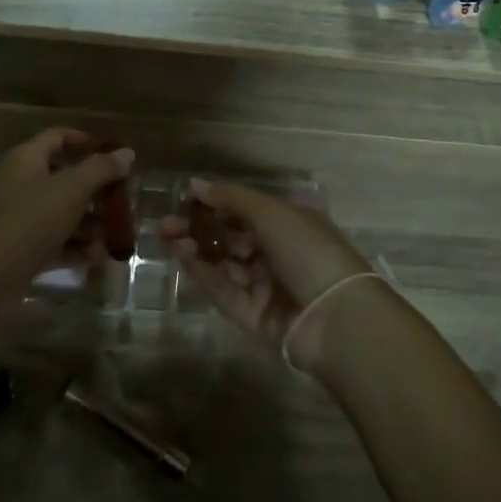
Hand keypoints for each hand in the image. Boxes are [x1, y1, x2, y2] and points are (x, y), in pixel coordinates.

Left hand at [0, 128, 134, 293]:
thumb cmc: (27, 222)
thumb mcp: (70, 190)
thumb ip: (101, 169)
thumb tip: (126, 152)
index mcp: (27, 159)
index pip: (57, 137)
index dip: (85, 141)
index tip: (114, 155)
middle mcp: (20, 183)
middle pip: (63, 177)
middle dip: (95, 191)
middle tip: (123, 203)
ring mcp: (17, 218)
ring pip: (60, 212)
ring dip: (88, 224)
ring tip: (115, 238)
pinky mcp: (17, 249)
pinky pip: (52, 241)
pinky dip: (73, 247)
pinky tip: (94, 260)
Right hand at [158, 178, 374, 369]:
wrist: (335, 317)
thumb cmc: (307, 250)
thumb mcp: (270, 213)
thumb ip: (231, 198)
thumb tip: (195, 184)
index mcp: (290, 223)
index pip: (246, 209)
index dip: (216, 203)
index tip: (184, 198)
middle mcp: (278, 252)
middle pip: (231, 237)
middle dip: (199, 227)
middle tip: (166, 222)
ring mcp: (265, 286)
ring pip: (224, 263)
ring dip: (197, 248)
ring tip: (168, 236)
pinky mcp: (253, 315)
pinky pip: (224, 290)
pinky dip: (203, 273)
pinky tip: (181, 255)